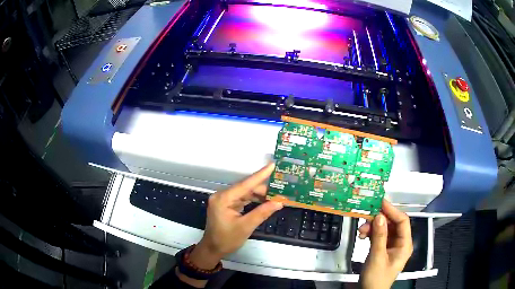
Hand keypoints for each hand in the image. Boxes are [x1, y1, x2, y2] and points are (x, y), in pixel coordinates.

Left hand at [178, 163, 282, 286]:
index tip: (272, 165)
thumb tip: (279, 202)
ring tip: (276, 196)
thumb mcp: (246, 227)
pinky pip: (242, 199)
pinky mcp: (227, 205)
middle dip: (263, 189)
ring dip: (259, 195)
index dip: (260, 175)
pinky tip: (265, 201)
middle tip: (281, 190)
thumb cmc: (226, 239)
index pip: (245, 184)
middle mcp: (222, 195)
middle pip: (246, 188)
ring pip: (245, 193)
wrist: (213, 249)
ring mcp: (224, 200)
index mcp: (223, 198)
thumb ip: (262, 213)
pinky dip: (254, 200)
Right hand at [358, 200, 412, 288]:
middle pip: (393, 224)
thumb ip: (380, 236)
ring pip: (384, 229)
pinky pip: (378, 236)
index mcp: (405, 244)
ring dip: (373, 227)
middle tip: (366, 215)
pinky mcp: (383, 249)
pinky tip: (362, 235)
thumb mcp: (377, 257)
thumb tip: (380, 215)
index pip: (402, 221)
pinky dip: (371, 234)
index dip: (393, 210)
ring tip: (361, 230)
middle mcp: (400, 242)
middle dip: (379, 220)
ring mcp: (391, 246)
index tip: (380, 202)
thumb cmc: (376, 278)